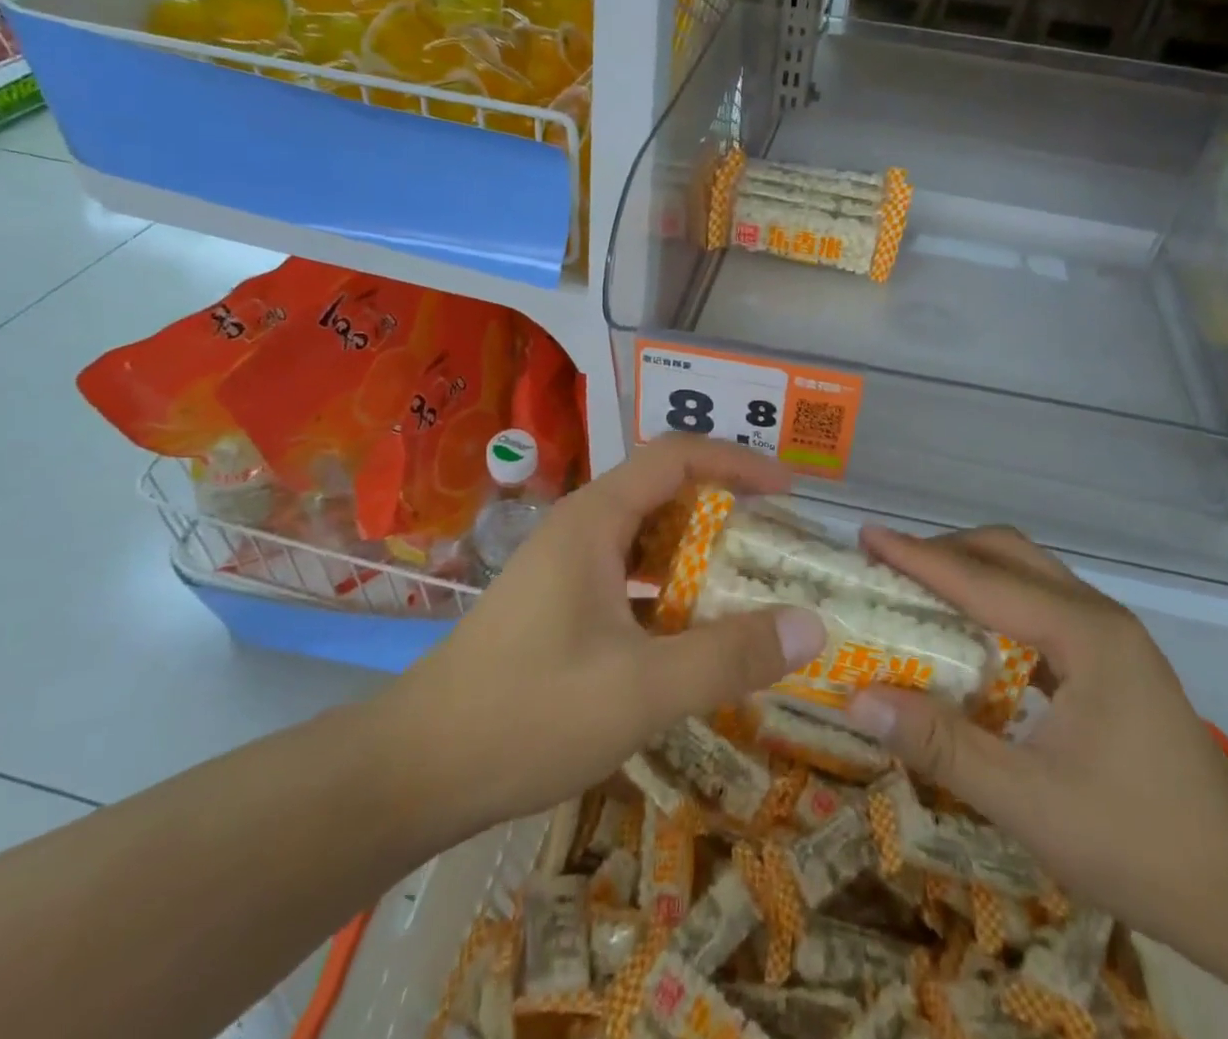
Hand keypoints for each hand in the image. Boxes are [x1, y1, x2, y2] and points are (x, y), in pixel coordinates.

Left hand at [379, 436, 827, 841]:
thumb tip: (813, 625)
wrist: (414, 771)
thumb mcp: (641, 689)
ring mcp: (564, 566)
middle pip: (664, 493)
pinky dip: (669, 592)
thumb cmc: (527, 714)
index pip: (676, 456)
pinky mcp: (557, 604)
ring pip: (646, 539)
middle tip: (776, 548)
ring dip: (697, 556)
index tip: (788, 491)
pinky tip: (692, 637)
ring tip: (747, 590)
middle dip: (724, 512)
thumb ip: (729, 656)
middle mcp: (580, 528)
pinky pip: (628, 577)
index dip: (737, 462)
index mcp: (595, 519)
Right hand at [844, 526, 1227, 950]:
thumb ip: (942, 746)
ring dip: (969, 573)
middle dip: (943, 552)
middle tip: (886, 566)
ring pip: (1026, 575)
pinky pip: (1039, 606)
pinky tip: (967, 639)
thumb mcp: (1030, 803)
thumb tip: (858, 700)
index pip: (983, 580)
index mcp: (1085, 634)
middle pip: (1009, 554)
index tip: (865, 536)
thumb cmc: (1140, 843)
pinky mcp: (1109, 661)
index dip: (918, 557)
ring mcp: (1108, 636)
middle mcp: (1097, 616)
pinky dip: (993, 604)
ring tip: (915, 592)